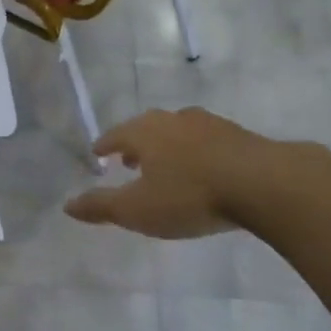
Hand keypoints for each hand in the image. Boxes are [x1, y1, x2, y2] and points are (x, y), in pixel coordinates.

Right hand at [64, 108, 298, 238]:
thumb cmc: (190, 196)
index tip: (98, 154)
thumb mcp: (137, 210)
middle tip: (129, 159)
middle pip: (147, 127)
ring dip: (167, 145)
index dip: (105, 145)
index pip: (116, 135)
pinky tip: (205, 167)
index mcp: (145, 133)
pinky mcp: (239, 135)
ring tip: (166, 164)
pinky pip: (207, 140)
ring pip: (179, 130)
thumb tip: (67, 205)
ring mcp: (209, 124)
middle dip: (135, 143)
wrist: (263, 183)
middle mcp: (173, 120)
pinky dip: (197, 151)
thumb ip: (101, 207)